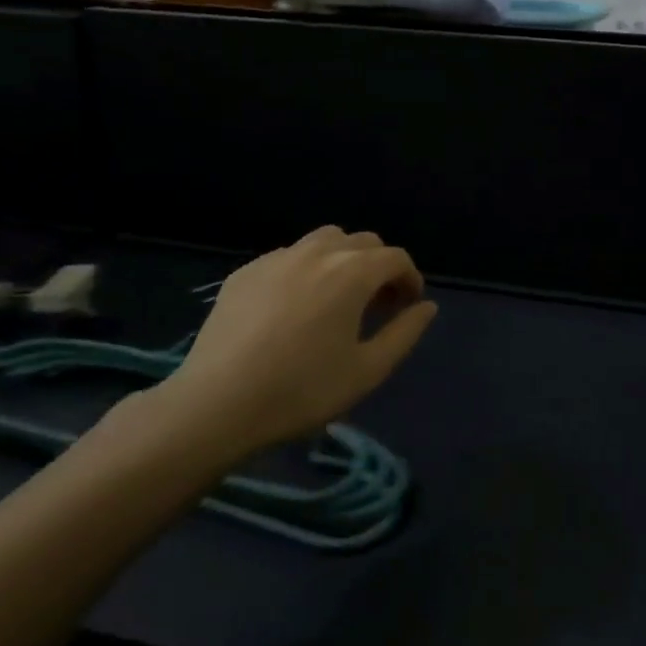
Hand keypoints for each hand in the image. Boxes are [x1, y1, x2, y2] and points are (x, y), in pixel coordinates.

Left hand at [152, 226, 437, 457]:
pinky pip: (288, 257)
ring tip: (338, 299)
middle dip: (379, 267)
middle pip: (362, 242)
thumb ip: (405, 333)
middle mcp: (317, 253)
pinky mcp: (245, 272)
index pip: (396, 258)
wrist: (218, 403)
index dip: (410, 279)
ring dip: (343, 261)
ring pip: (324, 241)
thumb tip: (427, 307)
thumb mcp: (368, 370)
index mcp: (352, 273)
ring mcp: (276, 258)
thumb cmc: (303, 390)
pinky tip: (294, 308)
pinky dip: (306, 270)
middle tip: (377, 305)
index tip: (408, 307)